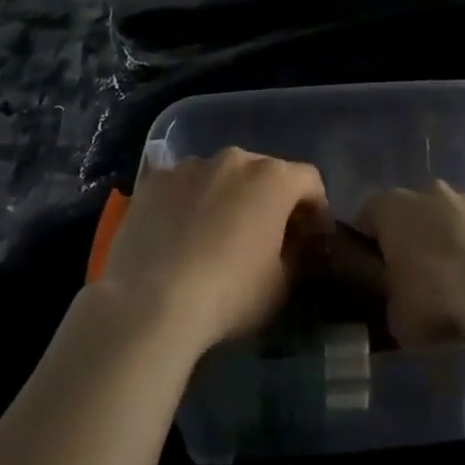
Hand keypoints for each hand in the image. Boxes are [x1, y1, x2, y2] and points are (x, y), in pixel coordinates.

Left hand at [95, 148, 325, 355]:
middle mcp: (235, 159)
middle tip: (262, 237)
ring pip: (220, 176)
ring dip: (226, 197)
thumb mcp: (280, 287)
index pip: (309, 180)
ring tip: (212, 237)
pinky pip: (182, 185)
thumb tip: (295, 246)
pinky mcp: (155, 180)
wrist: (150, 305)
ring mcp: (192, 165)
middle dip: (268, 199)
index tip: (310, 237)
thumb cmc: (228, 295)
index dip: (315, 208)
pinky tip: (177, 236)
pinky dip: (187, 202)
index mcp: (274, 178)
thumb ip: (296, 256)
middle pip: (263, 172)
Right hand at [357, 183, 464, 346]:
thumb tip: (388, 296)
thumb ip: (386, 298)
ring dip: (445, 243)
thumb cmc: (434, 296)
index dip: (366, 246)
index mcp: (390, 207)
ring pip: (445, 219)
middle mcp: (425, 191)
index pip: (366, 217)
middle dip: (409, 240)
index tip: (372, 275)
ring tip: (452, 286)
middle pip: (409, 213)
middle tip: (412, 281)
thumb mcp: (394, 315)